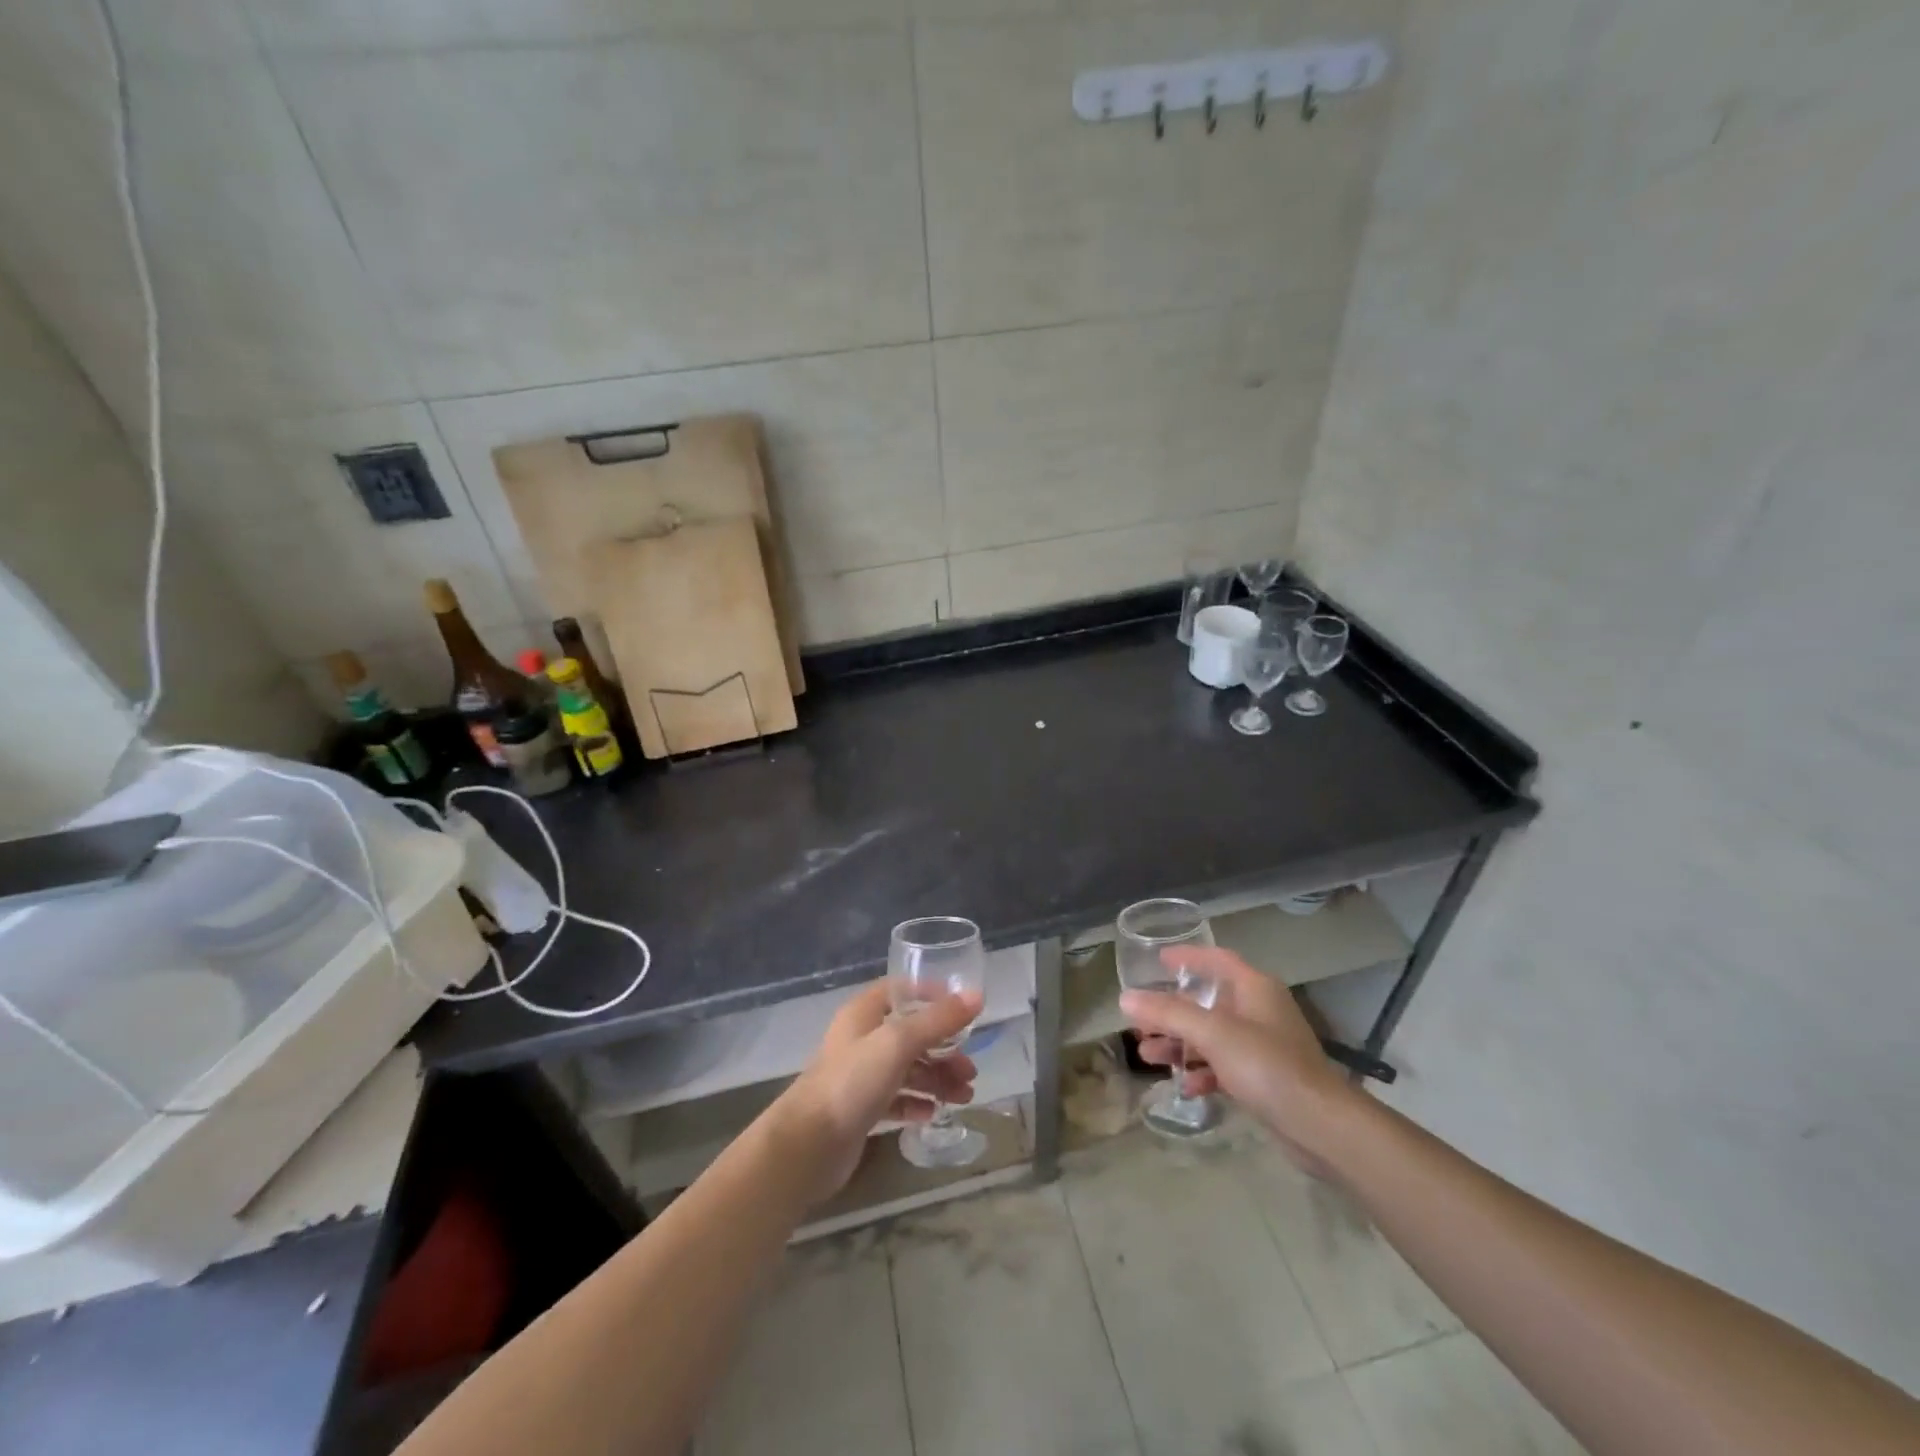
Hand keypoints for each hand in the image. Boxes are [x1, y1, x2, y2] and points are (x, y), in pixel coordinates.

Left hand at [774, 981, 981, 1201]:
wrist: (808, 1145)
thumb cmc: (852, 1082)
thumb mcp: (898, 1042)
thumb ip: (938, 1020)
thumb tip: (977, 996)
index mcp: (864, 1013)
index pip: (901, 991)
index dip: (931, 995)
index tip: (963, 1010)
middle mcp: (862, 1039)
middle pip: (910, 1034)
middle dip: (943, 1049)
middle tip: (970, 1070)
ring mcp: (860, 1076)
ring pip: (907, 1069)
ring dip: (936, 1078)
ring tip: (963, 1096)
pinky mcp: (861, 1110)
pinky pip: (897, 1099)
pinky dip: (916, 1102)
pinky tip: (933, 1113)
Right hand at [1120, 945, 1359, 1171]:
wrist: (1320, 1126)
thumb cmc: (1267, 1065)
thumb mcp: (1212, 1033)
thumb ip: (1168, 1013)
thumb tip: (1125, 998)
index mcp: (1254, 988)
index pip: (1216, 959)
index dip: (1187, 957)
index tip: (1157, 960)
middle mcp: (1260, 1010)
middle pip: (1208, 1000)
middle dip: (1172, 1010)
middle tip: (1140, 1019)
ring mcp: (1264, 1046)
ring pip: (1212, 1035)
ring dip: (1181, 1043)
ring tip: (1147, 1055)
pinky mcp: (1265, 1078)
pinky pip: (1224, 1065)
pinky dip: (1203, 1071)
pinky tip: (1184, 1086)